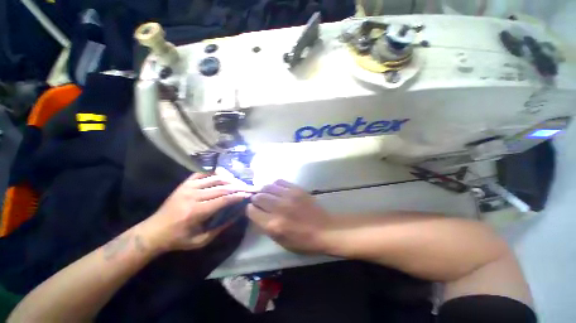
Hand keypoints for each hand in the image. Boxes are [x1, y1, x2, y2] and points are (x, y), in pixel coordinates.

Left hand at [141, 173, 253, 251]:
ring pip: (214, 178)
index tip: (248, 194)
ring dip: (229, 179)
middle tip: (248, 187)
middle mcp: (193, 195)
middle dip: (237, 186)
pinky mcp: (184, 184)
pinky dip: (214, 173)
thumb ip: (220, 227)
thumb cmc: (178, 239)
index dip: (238, 196)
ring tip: (239, 182)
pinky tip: (223, 175)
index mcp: (196, 211)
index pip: (223, 199)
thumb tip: (237, 214)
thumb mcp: (201, 240)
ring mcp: (188, 187)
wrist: (153, 231)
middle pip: (221, 187)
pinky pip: (202, 174)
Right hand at [247, 180, 332, 253]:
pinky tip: (277, 189)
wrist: (325, 229)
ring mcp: (288, 196)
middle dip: (256, 199)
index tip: (252, 209)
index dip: (250, 209)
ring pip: (267, 187)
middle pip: (259, 197)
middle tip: (259, 201)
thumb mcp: (281, 241)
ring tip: (267, 193)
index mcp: (273, 225)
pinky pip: (279, 181)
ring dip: (264, 190)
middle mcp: (278, 208)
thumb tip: (256, 213)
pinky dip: (275, 184)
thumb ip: (266, 226)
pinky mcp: (296, 189)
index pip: (252, 211)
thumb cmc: (303, 241)